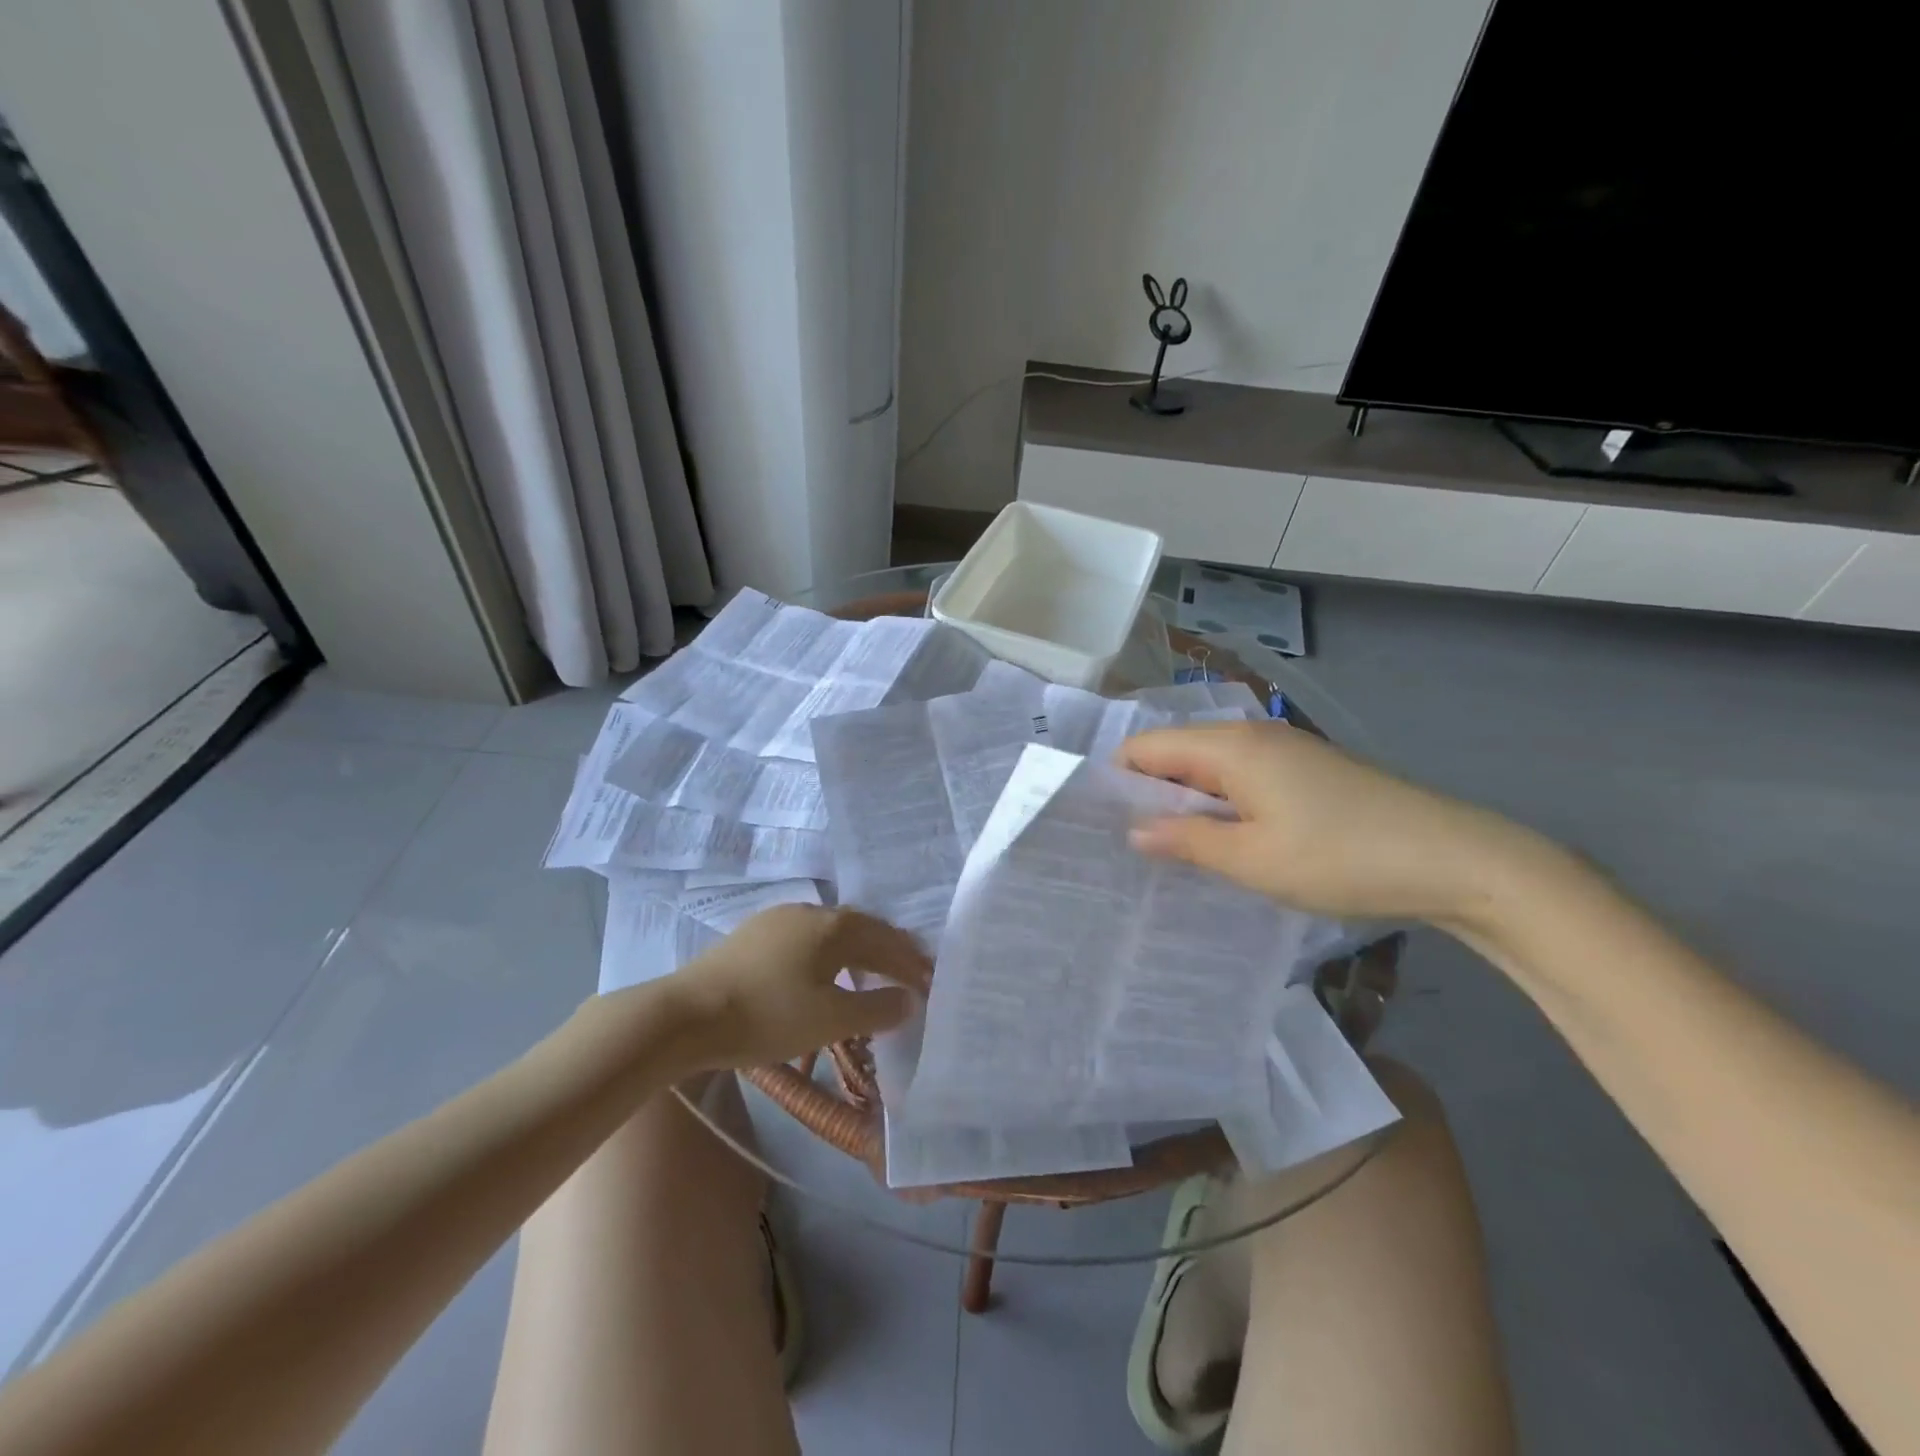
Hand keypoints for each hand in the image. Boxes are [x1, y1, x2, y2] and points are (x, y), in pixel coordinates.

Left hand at [666, 905, 929, 1069]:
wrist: (686, 1015)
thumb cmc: (768, 1014)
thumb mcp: (830, 1019)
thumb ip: (876, 1008)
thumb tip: (910, 999)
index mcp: (834, 925)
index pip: (886, 940)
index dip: (911, 962)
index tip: (931, 982)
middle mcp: (810, 911)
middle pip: (861, 928)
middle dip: (887, 951)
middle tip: (908, 974)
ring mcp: (778, 919)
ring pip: (832, 931)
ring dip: (857, 951)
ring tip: (870, 973)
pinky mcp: (753, 934)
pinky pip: (807, 938)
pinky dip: (828, 953)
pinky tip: (822, 971)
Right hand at [1119, 720, 1527, 923]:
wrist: (1456, 860)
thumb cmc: (1342, 857)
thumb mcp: (1252, 859)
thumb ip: (1186, 841)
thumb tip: (1133, 831)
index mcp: (1231, 747)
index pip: (1148, 748)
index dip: (1117, 780)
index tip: (1096, 823)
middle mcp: (1253, 736)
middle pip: (1177, 754)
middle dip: (1148, 794)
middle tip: (1124, 845)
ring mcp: (1284, 752)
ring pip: (1210, 769)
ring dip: (1185, 804)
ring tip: (1164, 850)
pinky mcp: (1307, 773)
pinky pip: (1241, 780)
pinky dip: (1220, 806)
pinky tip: (1219, 843)